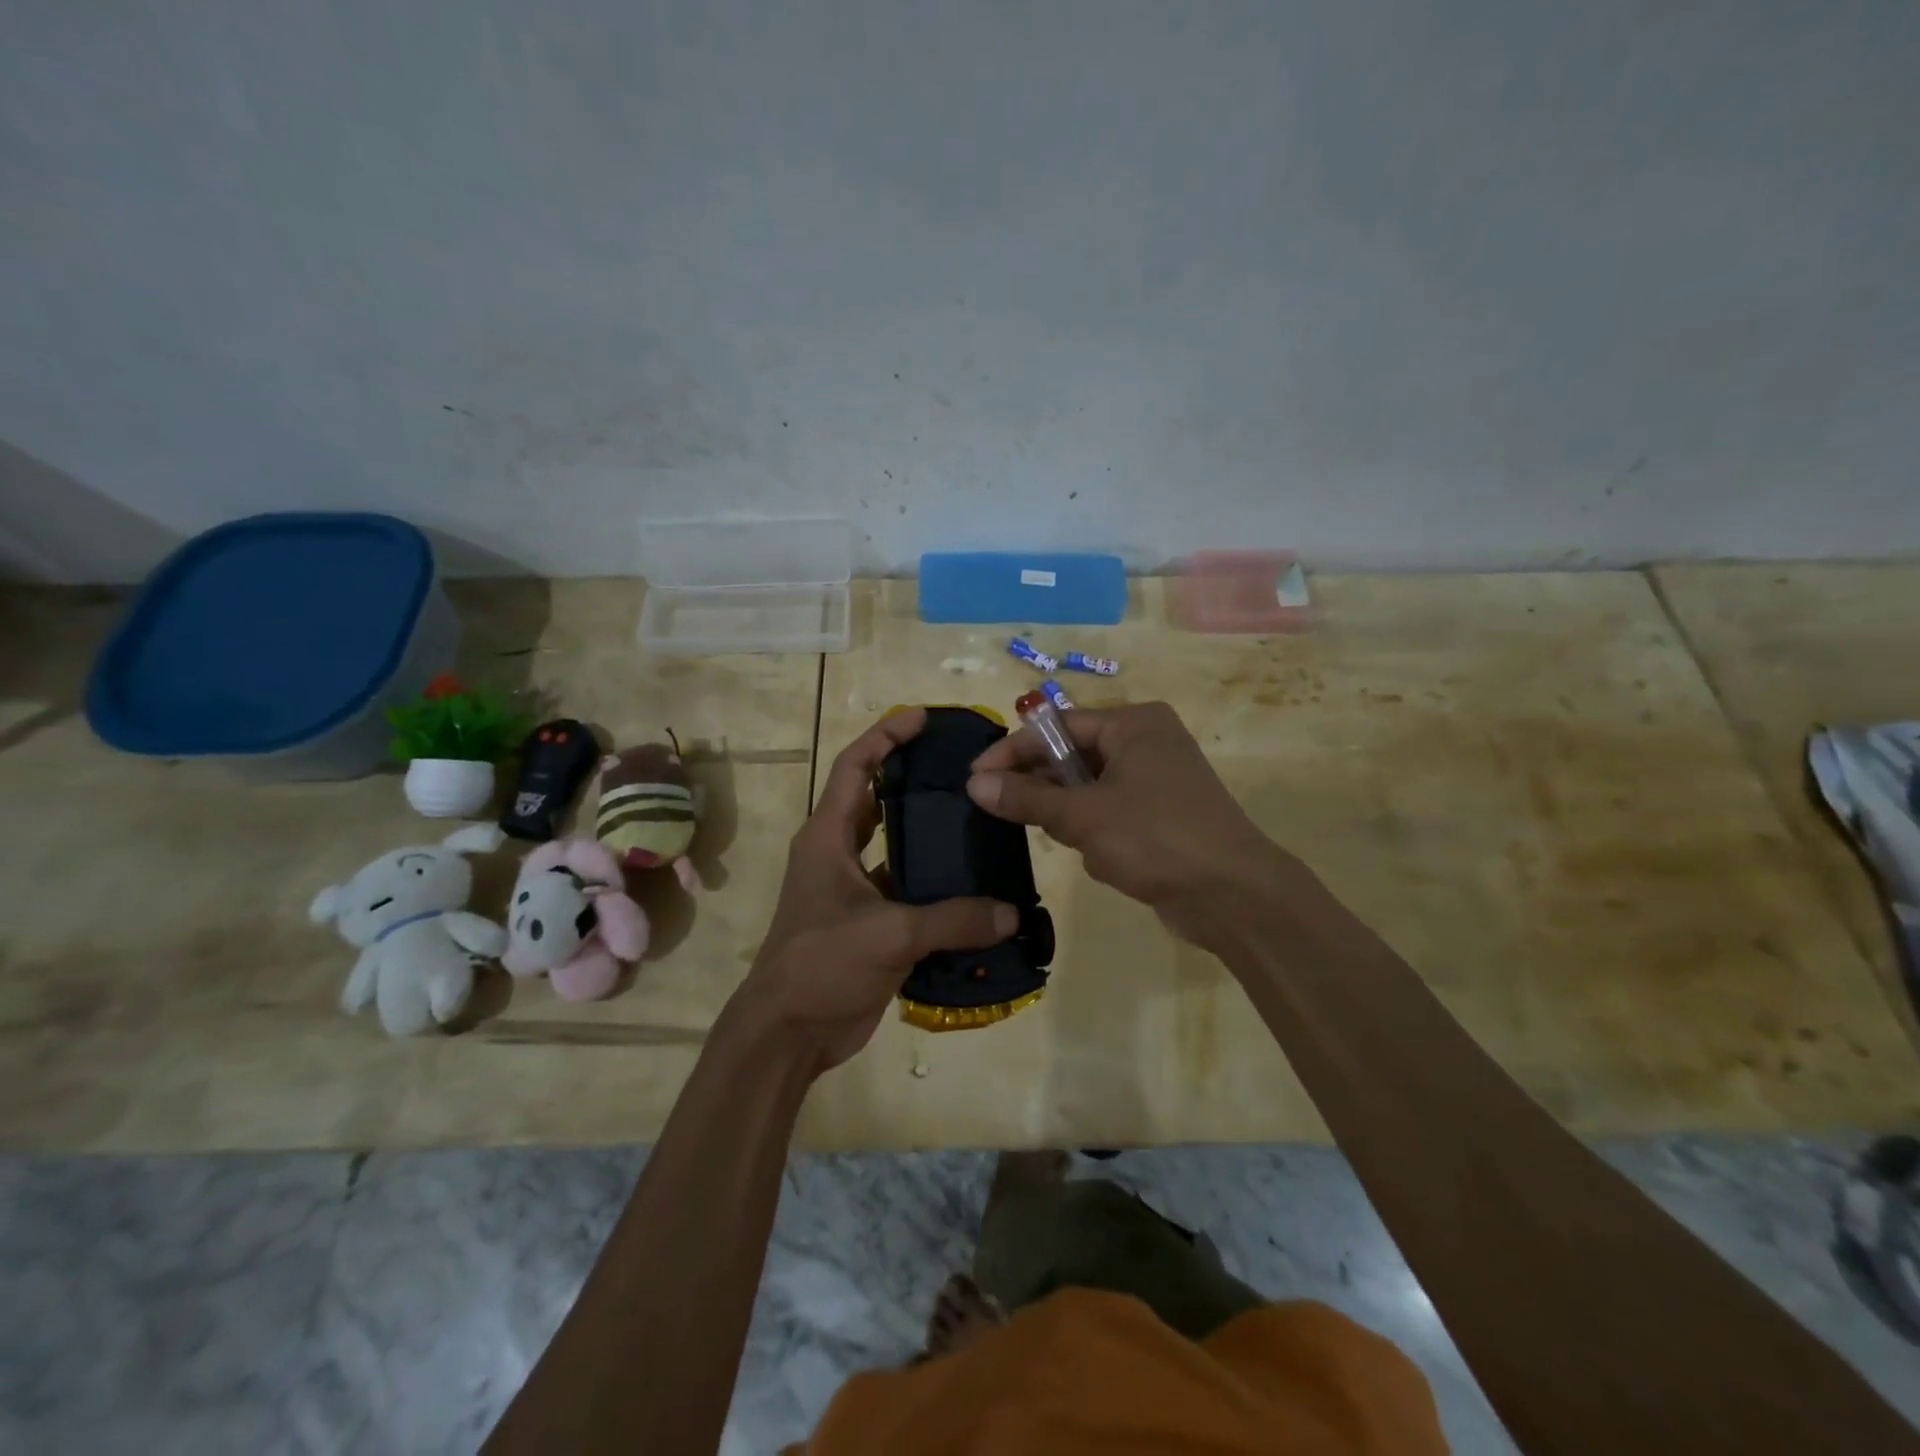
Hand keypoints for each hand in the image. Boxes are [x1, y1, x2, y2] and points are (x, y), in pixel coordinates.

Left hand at [737, 708, 1017, 1075]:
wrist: (787, 1033)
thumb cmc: (822, 964)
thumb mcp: (889, 935)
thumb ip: (953, 920)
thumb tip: (1011, 913)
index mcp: (828, 837)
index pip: (856, 767)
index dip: (886, 736)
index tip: (923, 718)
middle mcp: (838, 854)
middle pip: (877, 800)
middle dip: (912, 778)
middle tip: (960, 768)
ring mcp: (852, 890)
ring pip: (895, 847)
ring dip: (927, 835)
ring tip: (977, 820)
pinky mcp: (868, 923)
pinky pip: (907, 891)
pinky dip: (935, 886)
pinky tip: (974, 887)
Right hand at [966, 701, 1292, 945]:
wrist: (1235, 896)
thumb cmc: (1156, 839)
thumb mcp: (1082, 816)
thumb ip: (1027, 797)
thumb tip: (974, 784)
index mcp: (1133, 723)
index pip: (1057, 726)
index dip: (1012, 751)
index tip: (974, 778)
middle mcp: (1147, 740)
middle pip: (1074, 754)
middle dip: (1043, 786)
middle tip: (1002, 809)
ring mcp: (1159, 777)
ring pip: (1090, 787)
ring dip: (1071, 814)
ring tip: (1068, 840)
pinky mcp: (1164, 812)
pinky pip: (1112, 810)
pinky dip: (1096, 830)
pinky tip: (1102, 857)